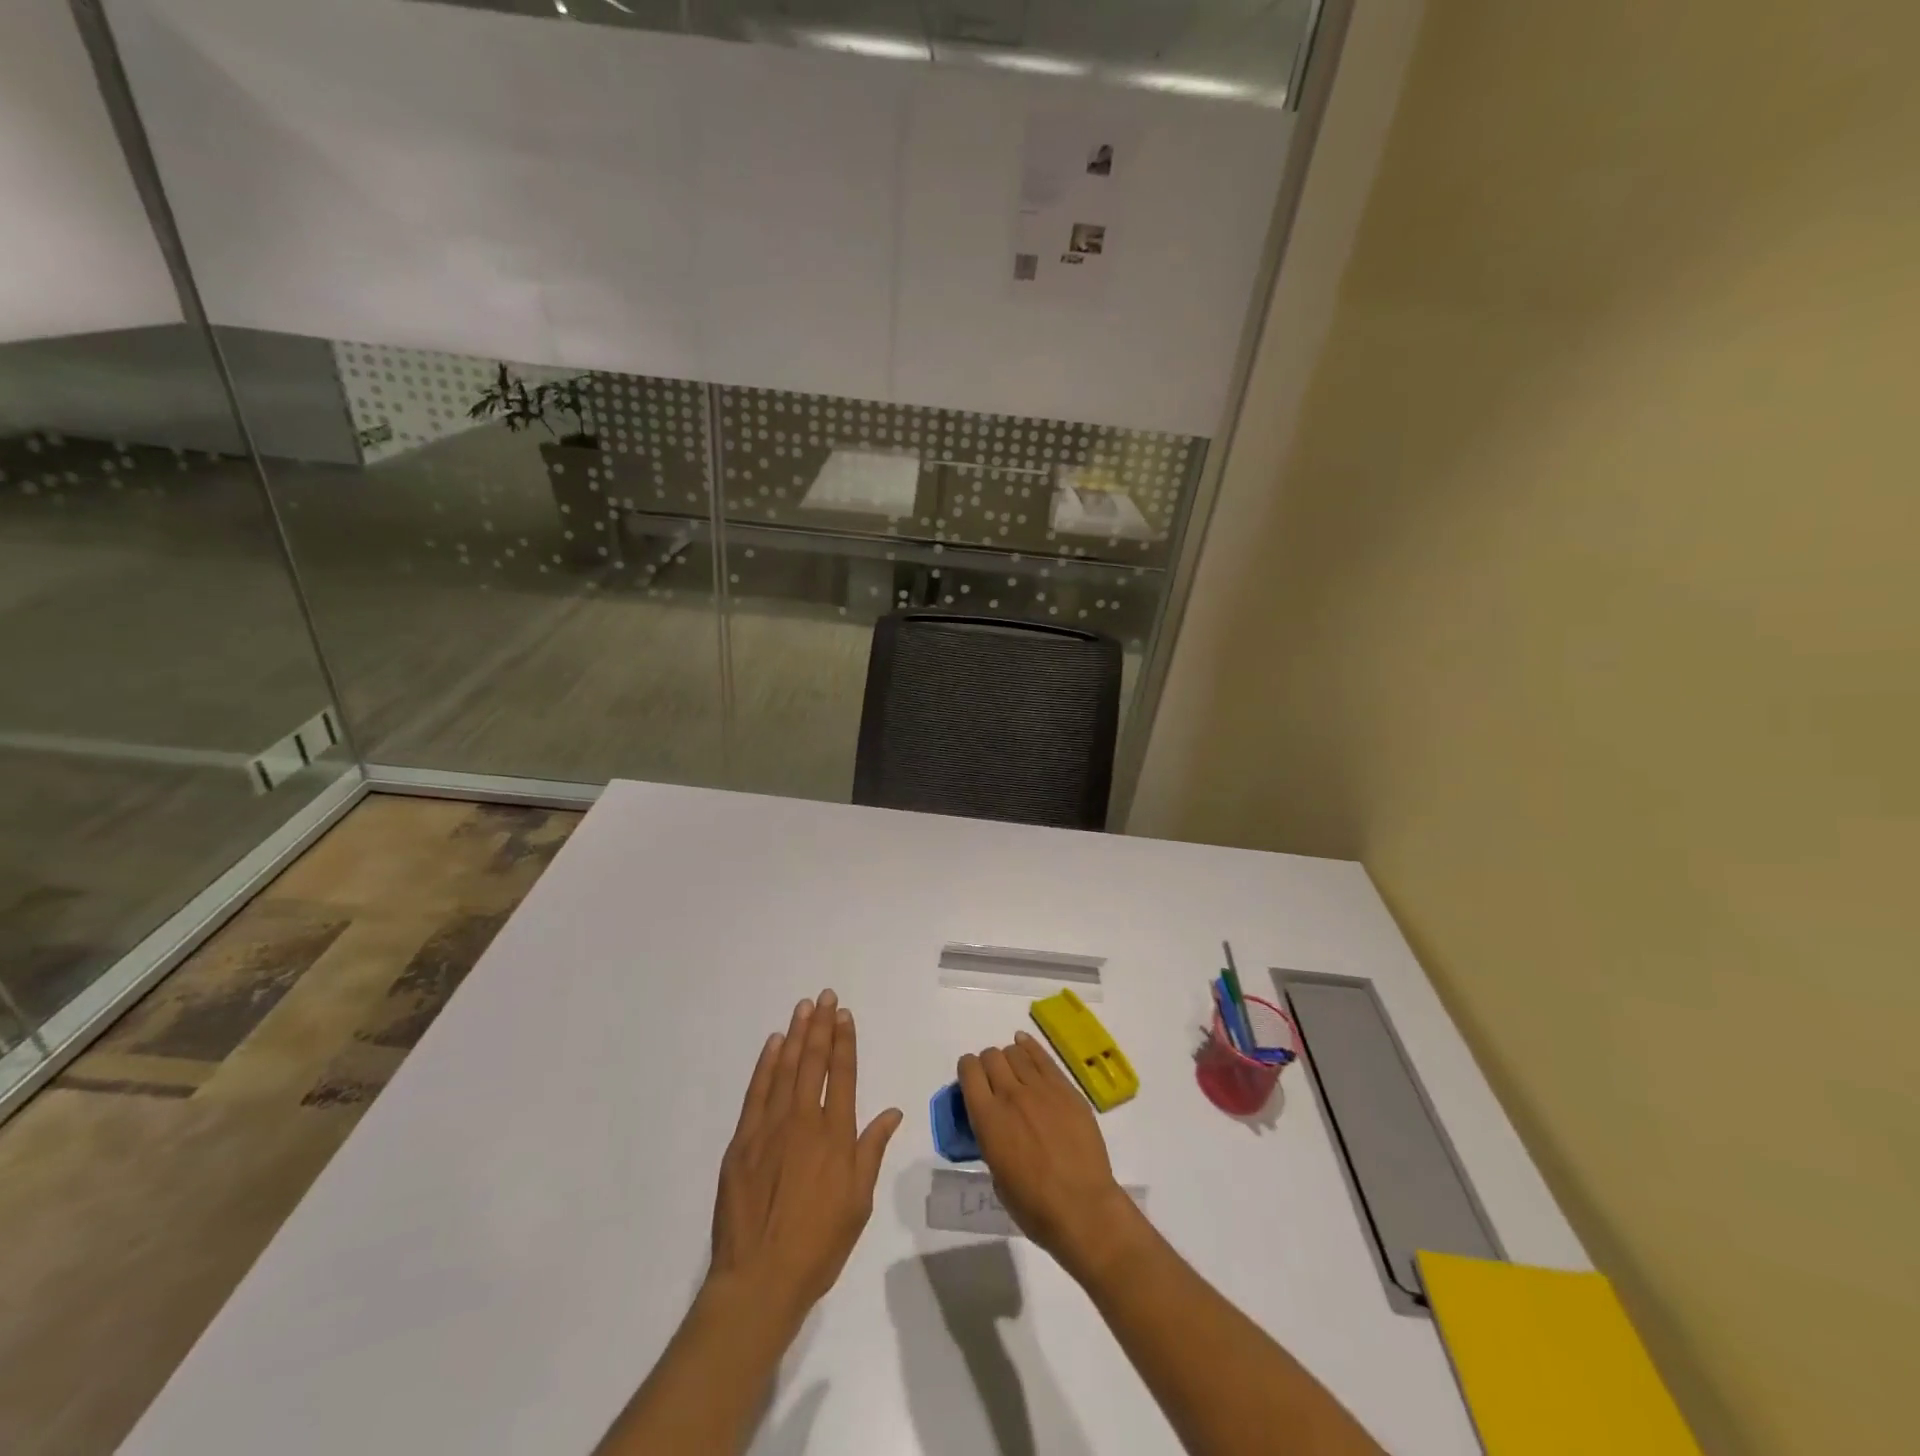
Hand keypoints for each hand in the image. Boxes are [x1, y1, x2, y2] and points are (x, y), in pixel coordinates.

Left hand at [707, 989, 902, 1327]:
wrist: (760, 1279)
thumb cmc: (818, 1245)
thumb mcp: (858, 1203)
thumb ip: (871, 1151)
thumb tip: (892, 1111)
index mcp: (836, 1136)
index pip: (843, 1075)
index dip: (844, 1042)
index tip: (844, 1015)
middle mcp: (804, 1121)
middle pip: (814, 1063)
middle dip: (821, 1026)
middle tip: (825, 996)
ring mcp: (770, 1128)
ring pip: (785, 1069)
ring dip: (796, 1035)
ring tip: (803, 1008)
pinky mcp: (743, 1141)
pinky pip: (757, 1092)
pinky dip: (766, 1065)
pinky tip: (773, 1044)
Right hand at [958, 1030, 1146, 1281]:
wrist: (1082, 1208)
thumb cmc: (1033, 1205)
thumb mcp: (997, 1174)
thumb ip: (991, 1139)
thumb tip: (995, 1126)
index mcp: (988, 1118)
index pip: (969, 1071)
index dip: (967, 1070)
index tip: (971, 1079)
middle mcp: (1010, 1095)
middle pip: (991, 1056)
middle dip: (988, 1064)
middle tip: (994, 1080)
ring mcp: (1041, 1089)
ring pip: (1016, 1053)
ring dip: (1009, 1058)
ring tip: (1014, 1071)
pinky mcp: (1066, 1089)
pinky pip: (1043, 1057)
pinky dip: (1030, 1047)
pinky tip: (1024, 1044)